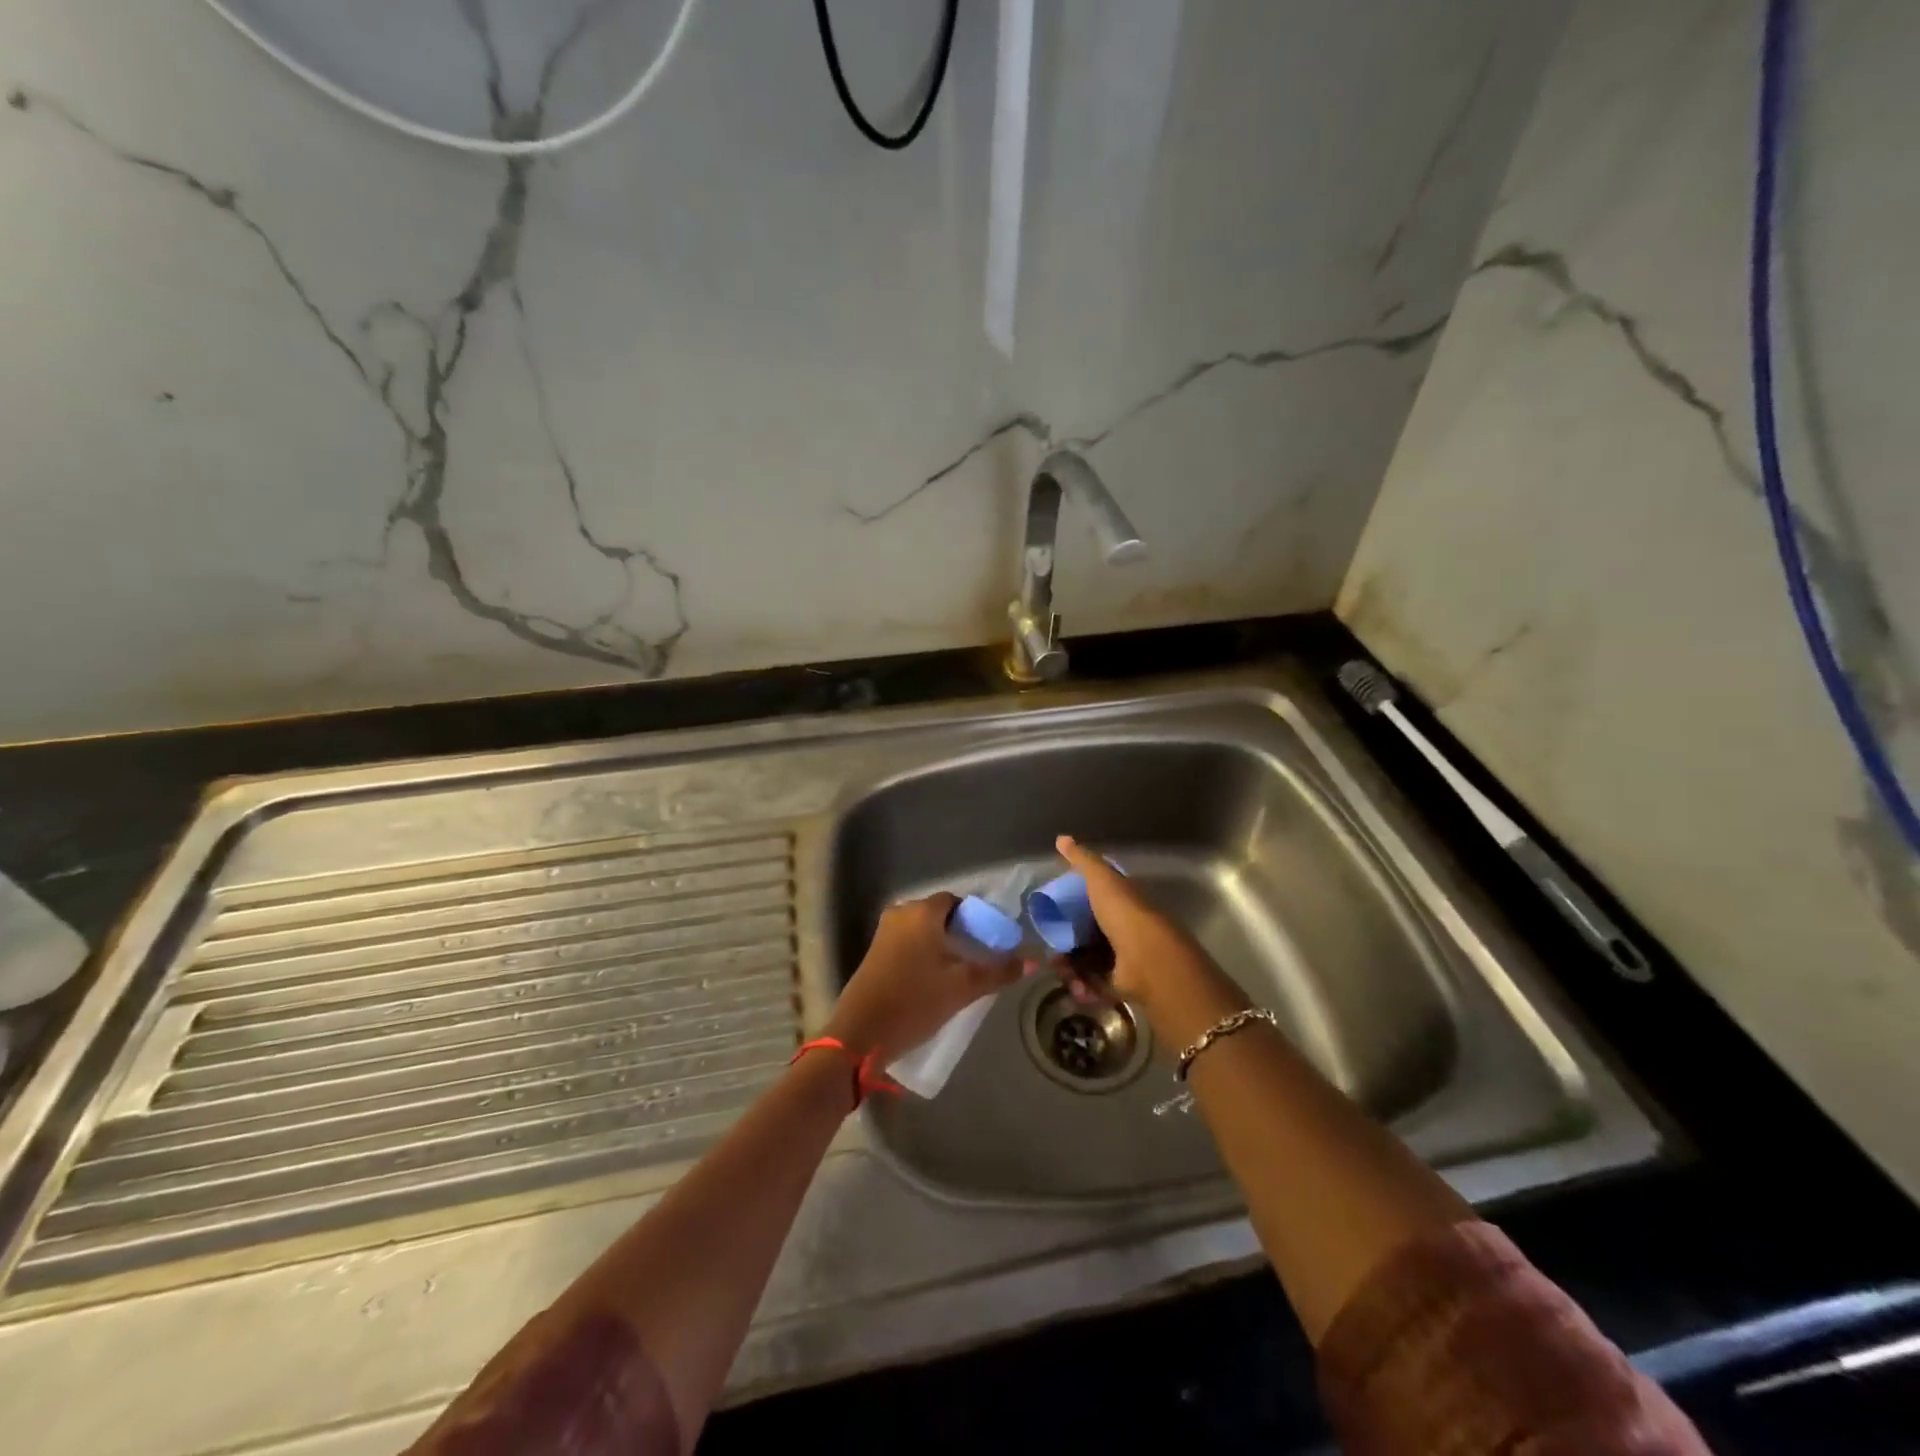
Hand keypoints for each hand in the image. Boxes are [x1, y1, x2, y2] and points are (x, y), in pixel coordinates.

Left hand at [823, 892, 1022, 1066]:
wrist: (860, 1034)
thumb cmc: (915, 1001)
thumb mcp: (963, 988)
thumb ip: (998, 972)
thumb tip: (1031, 961)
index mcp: (922, 912)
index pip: (957, 901)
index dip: (977, 918)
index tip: (991, 942)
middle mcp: (900, 914)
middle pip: (940, 916)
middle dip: (961, 934)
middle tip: (980, 960)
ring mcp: (883, 933)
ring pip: (923, 932)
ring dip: (942, 947)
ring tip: (961, 974)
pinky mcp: (874, 954)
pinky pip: (908, 945)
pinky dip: (924, 956)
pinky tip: (935, 981)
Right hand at [1051, 836, 1248, 1049]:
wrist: (1148, 960)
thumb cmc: (1124, 913)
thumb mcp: (1101, 879)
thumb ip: (1082, 860)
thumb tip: (1061, 838)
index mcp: (1124, 903)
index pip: (1096, 902)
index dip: (1074, 907)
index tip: (1053, 914)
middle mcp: (1126, 930)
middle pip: (1088, 935)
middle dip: (1067, 944)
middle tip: (1052, 950)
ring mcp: (1125, 959)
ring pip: (1088, 962)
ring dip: (1071, 968)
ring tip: (1062, 971)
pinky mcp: (1122, 986)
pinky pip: (1095, 985)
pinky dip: (1082, 987)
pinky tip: (1075, 986)